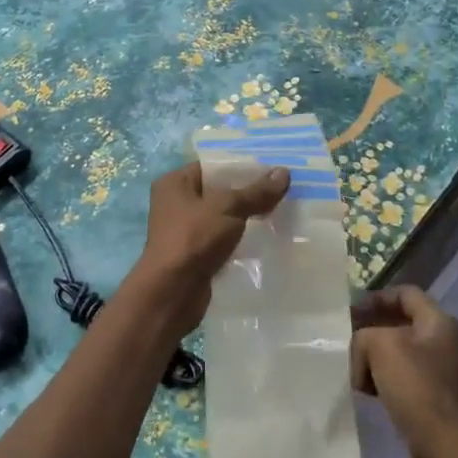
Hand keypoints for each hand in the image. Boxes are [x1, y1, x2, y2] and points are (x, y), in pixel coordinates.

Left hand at [130, 162, 289, 336]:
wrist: (172, 293)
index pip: (213, 165)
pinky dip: (240, 238)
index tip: (272, 168)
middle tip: (282, 189)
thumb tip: (284, 172)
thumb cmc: (194, 238)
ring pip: (222, 216)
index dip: (242, 165)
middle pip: (219, 190)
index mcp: (175, 182)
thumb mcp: (228, 208)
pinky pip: (222, 238)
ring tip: (280, 211)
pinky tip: (266, 237)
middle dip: (248, 192)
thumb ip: (256, 191)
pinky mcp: (195, 254)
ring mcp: (184, 230)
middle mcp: (176, 203)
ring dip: (246, 216)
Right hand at [351, 286, 457, 457]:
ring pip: (402, 352)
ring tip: (357, 371)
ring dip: (377, 358)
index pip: (405, 294)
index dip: (377, 297)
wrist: (447, 447)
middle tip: (349, 341)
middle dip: (373, 330)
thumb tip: (364, 353)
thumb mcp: (380, 347)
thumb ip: (364, 336)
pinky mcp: (438, 398)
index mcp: (439, 322)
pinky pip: (407, 377)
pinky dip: (387, 379)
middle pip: (402, 323)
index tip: (352, 312)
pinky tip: (371, 393)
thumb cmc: (416, 388)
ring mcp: (444, 372)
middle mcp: (446, 342)